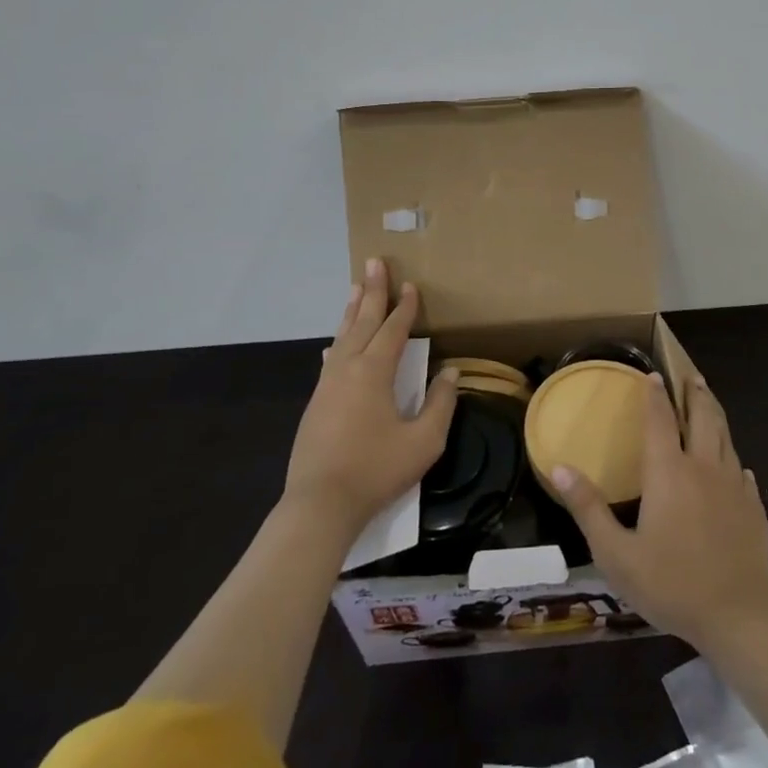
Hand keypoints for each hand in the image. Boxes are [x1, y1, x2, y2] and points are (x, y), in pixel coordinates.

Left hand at [284, 259, 458, 542]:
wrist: (319, 505)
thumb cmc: (376, 470)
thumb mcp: (423, 441)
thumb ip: (440, 404)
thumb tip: (451, 374)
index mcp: (375, 372)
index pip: (394, 329)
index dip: (405, 307)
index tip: (412, 285)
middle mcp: (347, 368)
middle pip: (363, 321)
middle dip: (372, 291)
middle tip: (374, 262)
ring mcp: (327, 385)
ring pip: (342, 336)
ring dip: (353, 310)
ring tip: (357, 287)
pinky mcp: (316, 403)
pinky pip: (331, 357)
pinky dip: (339, 339)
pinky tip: (336, 341)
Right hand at [551, 372, 767, 653]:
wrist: (738, 614)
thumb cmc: (671, 584)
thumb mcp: (616, 554)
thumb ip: (588, 508)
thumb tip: (559, 467)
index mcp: (669, 471)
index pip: (659, 419)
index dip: (655, 395)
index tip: (653, 374)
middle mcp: (703, 467)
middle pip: (702, 417)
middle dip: (694, 393)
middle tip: (691, 376)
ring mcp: (733, 485)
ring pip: (725, 437)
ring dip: (715, 414)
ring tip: (709, 401)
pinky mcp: (752, 506)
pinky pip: (742, 470)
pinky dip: (733, 459)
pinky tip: (734, 465)